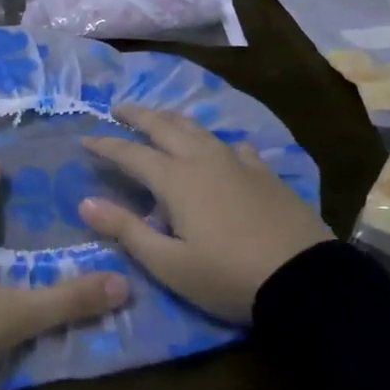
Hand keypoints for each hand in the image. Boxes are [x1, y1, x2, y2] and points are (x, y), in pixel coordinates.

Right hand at [78, 105, 330, 321]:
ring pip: (199, 129)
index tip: (85, 138)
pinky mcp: (265, 174)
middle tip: (119, 109)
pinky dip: (217, 142)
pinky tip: (222, 149)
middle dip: (139, 115)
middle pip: (166, 127)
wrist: (303, 280)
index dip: (106, 145)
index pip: (131, 154)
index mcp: (176, 180)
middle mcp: (204, 160)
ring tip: (161, 118)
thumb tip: (85, 203)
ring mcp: (239, 163)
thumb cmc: (227, 276)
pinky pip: (235, 147)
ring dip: (174, 120)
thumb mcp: (168, 263)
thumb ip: (126, 230)